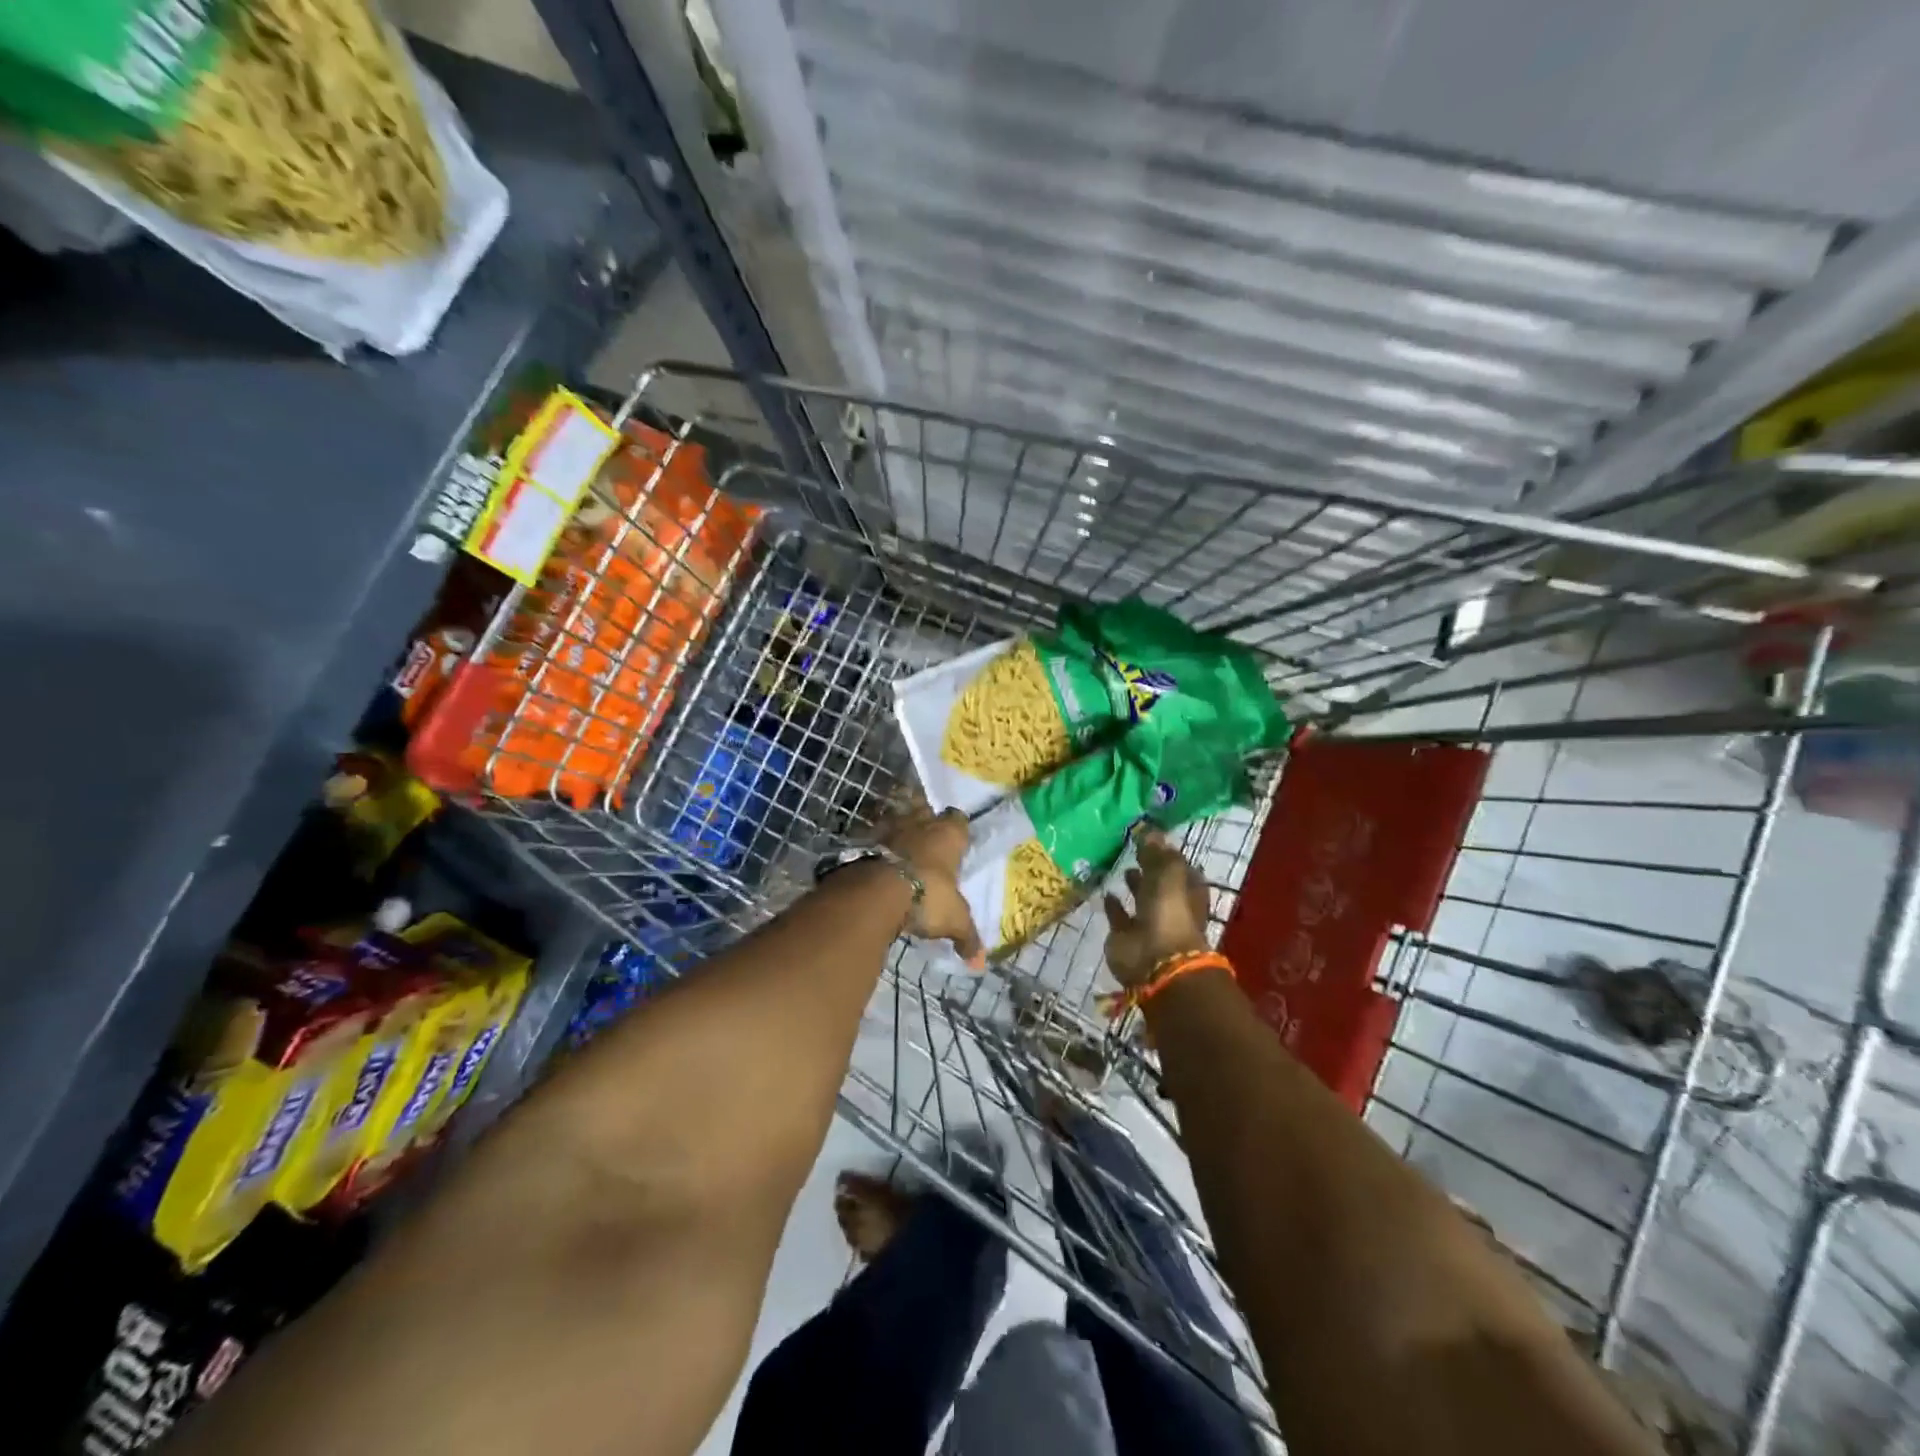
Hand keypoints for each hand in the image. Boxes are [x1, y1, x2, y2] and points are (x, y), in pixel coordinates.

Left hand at [880, 801, 985, 968]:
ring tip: (899, 843)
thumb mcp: (953, 920)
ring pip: (897, 816)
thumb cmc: (927, 896)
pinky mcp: (864, 838)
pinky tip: (875, 856)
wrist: (877, 891)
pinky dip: (874, 843)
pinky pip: (872, 835)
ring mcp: (890, 827)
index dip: (957, 828)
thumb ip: (967, 937)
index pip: (958, 820)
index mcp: (948, 835)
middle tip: (925, 833)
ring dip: (898, 827)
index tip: (956, 839)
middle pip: (925, 808)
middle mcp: (921, 823)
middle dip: (925, 817)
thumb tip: (980, 964)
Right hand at [1103, 829, 1211, 987]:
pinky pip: (1119, 917)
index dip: (1168, 854)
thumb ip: (1157, 853)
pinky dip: (1113, 906)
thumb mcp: (1167, 874)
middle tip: (1133, 848)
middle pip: (1161, 883)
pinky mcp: (1126, 936)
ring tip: (1122, 867)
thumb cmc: (1169, 913)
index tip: (1151, 838)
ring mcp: (1149, 923)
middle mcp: (1170, 906)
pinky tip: (1106, 892)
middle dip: (1150, 868)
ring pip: (1142, 899)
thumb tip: (1149, 830)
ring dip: (1134, 885)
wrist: (1155, 960)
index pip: (1180, 868)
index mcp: (1188, 892)